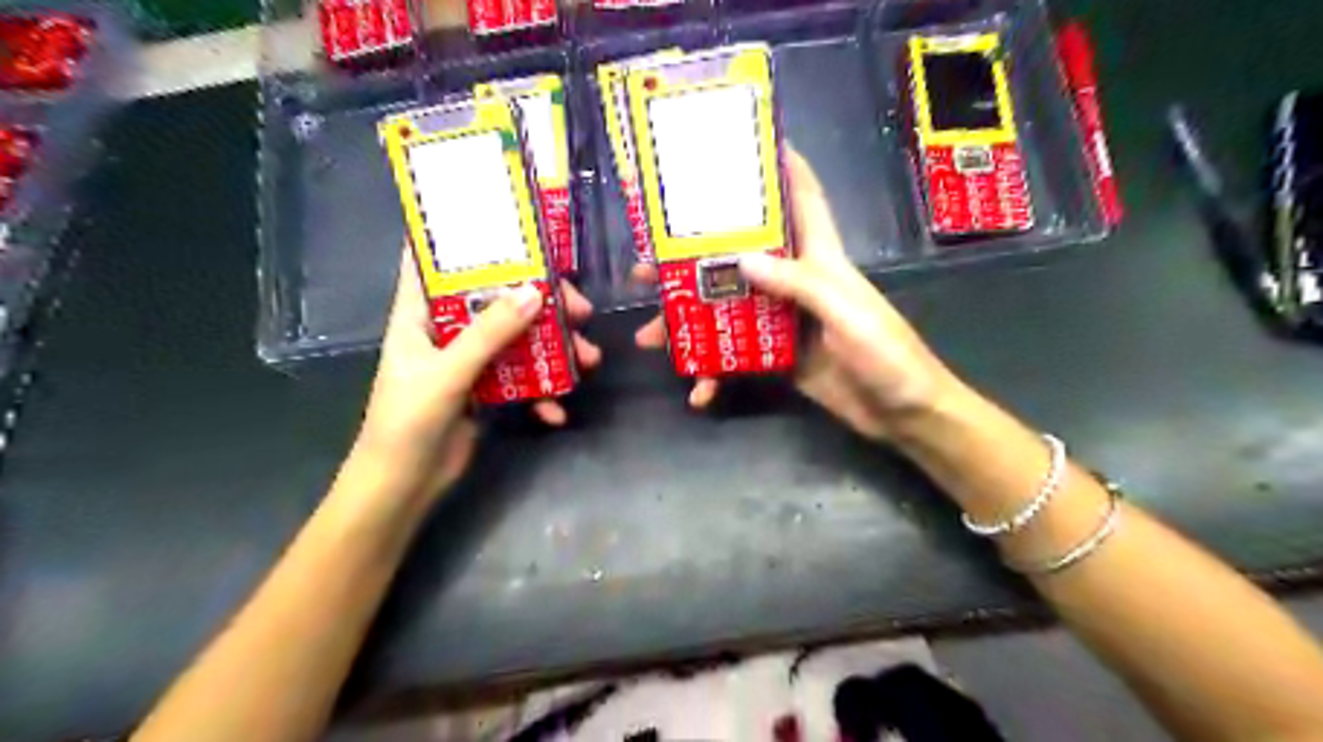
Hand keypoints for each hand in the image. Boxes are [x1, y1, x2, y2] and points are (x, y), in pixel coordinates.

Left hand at [350, 248, 599, 499]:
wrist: (402, 487)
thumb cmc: (406, 423)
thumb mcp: (447, 373)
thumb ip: (490, 333)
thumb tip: (536, 292)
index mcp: (420, 313)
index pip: (435, 259)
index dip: (465, 237)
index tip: (511, 225)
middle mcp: (447, 329)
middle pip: (498, 299)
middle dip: (542, 303)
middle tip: (581, 310)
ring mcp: (470, 359)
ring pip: (519, 338)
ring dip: (555, 349)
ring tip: (589, 360)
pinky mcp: (487, 389)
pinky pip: (522, 378)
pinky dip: (542, 393)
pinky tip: (555, 412)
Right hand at [636, 151, 957, 440]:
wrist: (903, 415)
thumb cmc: (888, 355)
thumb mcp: (847, 314)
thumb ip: (799, 285)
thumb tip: (740, 259)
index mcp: (820, 259)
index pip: (803, 199)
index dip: (781, 166)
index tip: (743, 141)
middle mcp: (795, 282)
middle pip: (738, 258)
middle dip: (693, 258)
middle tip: (647, 267)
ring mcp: (782, 322)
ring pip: (726, 310)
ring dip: (688, 322)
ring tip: (650, 336)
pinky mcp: (777, 357)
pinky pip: (736, 358)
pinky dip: (715, 373)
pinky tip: (698, 392)